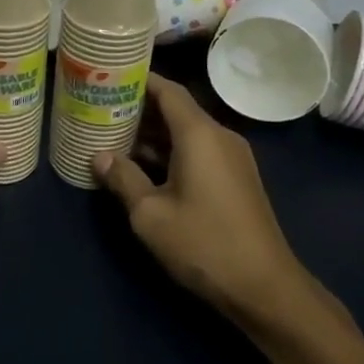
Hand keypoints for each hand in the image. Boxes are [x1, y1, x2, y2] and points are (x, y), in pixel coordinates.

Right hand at [93, 75, 350, 336]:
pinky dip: (170, 151)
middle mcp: (219, 137)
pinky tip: (143, 166)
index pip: (168, 90)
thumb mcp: (150, 214)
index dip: (139, 80)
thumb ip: (123, 178)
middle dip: (139, 108)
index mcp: (199, 134)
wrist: (265, 287)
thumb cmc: (203, 244)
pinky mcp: (235, 179)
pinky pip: (198, 151)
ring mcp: (232, 158)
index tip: (110, 75)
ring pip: (186, 133)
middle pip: (176, 109)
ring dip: (153, 134)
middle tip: (101, 108)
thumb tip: (99, 156)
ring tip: (113, 136)